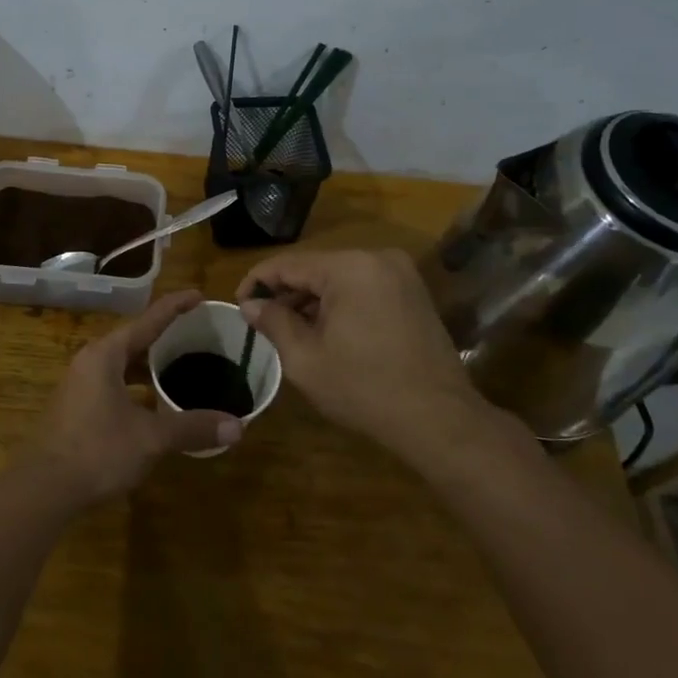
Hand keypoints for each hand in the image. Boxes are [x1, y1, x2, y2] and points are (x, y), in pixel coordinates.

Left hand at [31, 290, 243, 505]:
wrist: (44, 488)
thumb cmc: (97, 451)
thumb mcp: (151, 438)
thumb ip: (192, 427)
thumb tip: (238, 427)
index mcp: (106, 355)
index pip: (147, 321)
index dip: (175, 307)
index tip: (198, 295)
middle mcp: (90, 362)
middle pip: (133, 340)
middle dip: (164, 336)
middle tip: (195, 333)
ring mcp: (79, 385)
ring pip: (121, 364)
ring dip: (148, 364)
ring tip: (178, 365)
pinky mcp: (76, 408)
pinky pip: (113, 383)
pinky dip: (136, 385)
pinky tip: (153, 403)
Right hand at [237, 249, 491, 461]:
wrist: (439, 419)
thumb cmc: (365, 388)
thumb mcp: (305, 359)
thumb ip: (274, 323)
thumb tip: (250, 305)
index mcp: (349, 267)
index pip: (288, 264)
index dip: (257, 283)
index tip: (238, 306)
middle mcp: (377, 258)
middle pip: (315, 268)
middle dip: (286, 294)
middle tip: (262, 324)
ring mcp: (400, 273)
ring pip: (339, 278)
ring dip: (313, 300)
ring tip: (292, 332)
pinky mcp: (413, 292)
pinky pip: (363, 288)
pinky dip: (341, 304)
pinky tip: (328, 333)